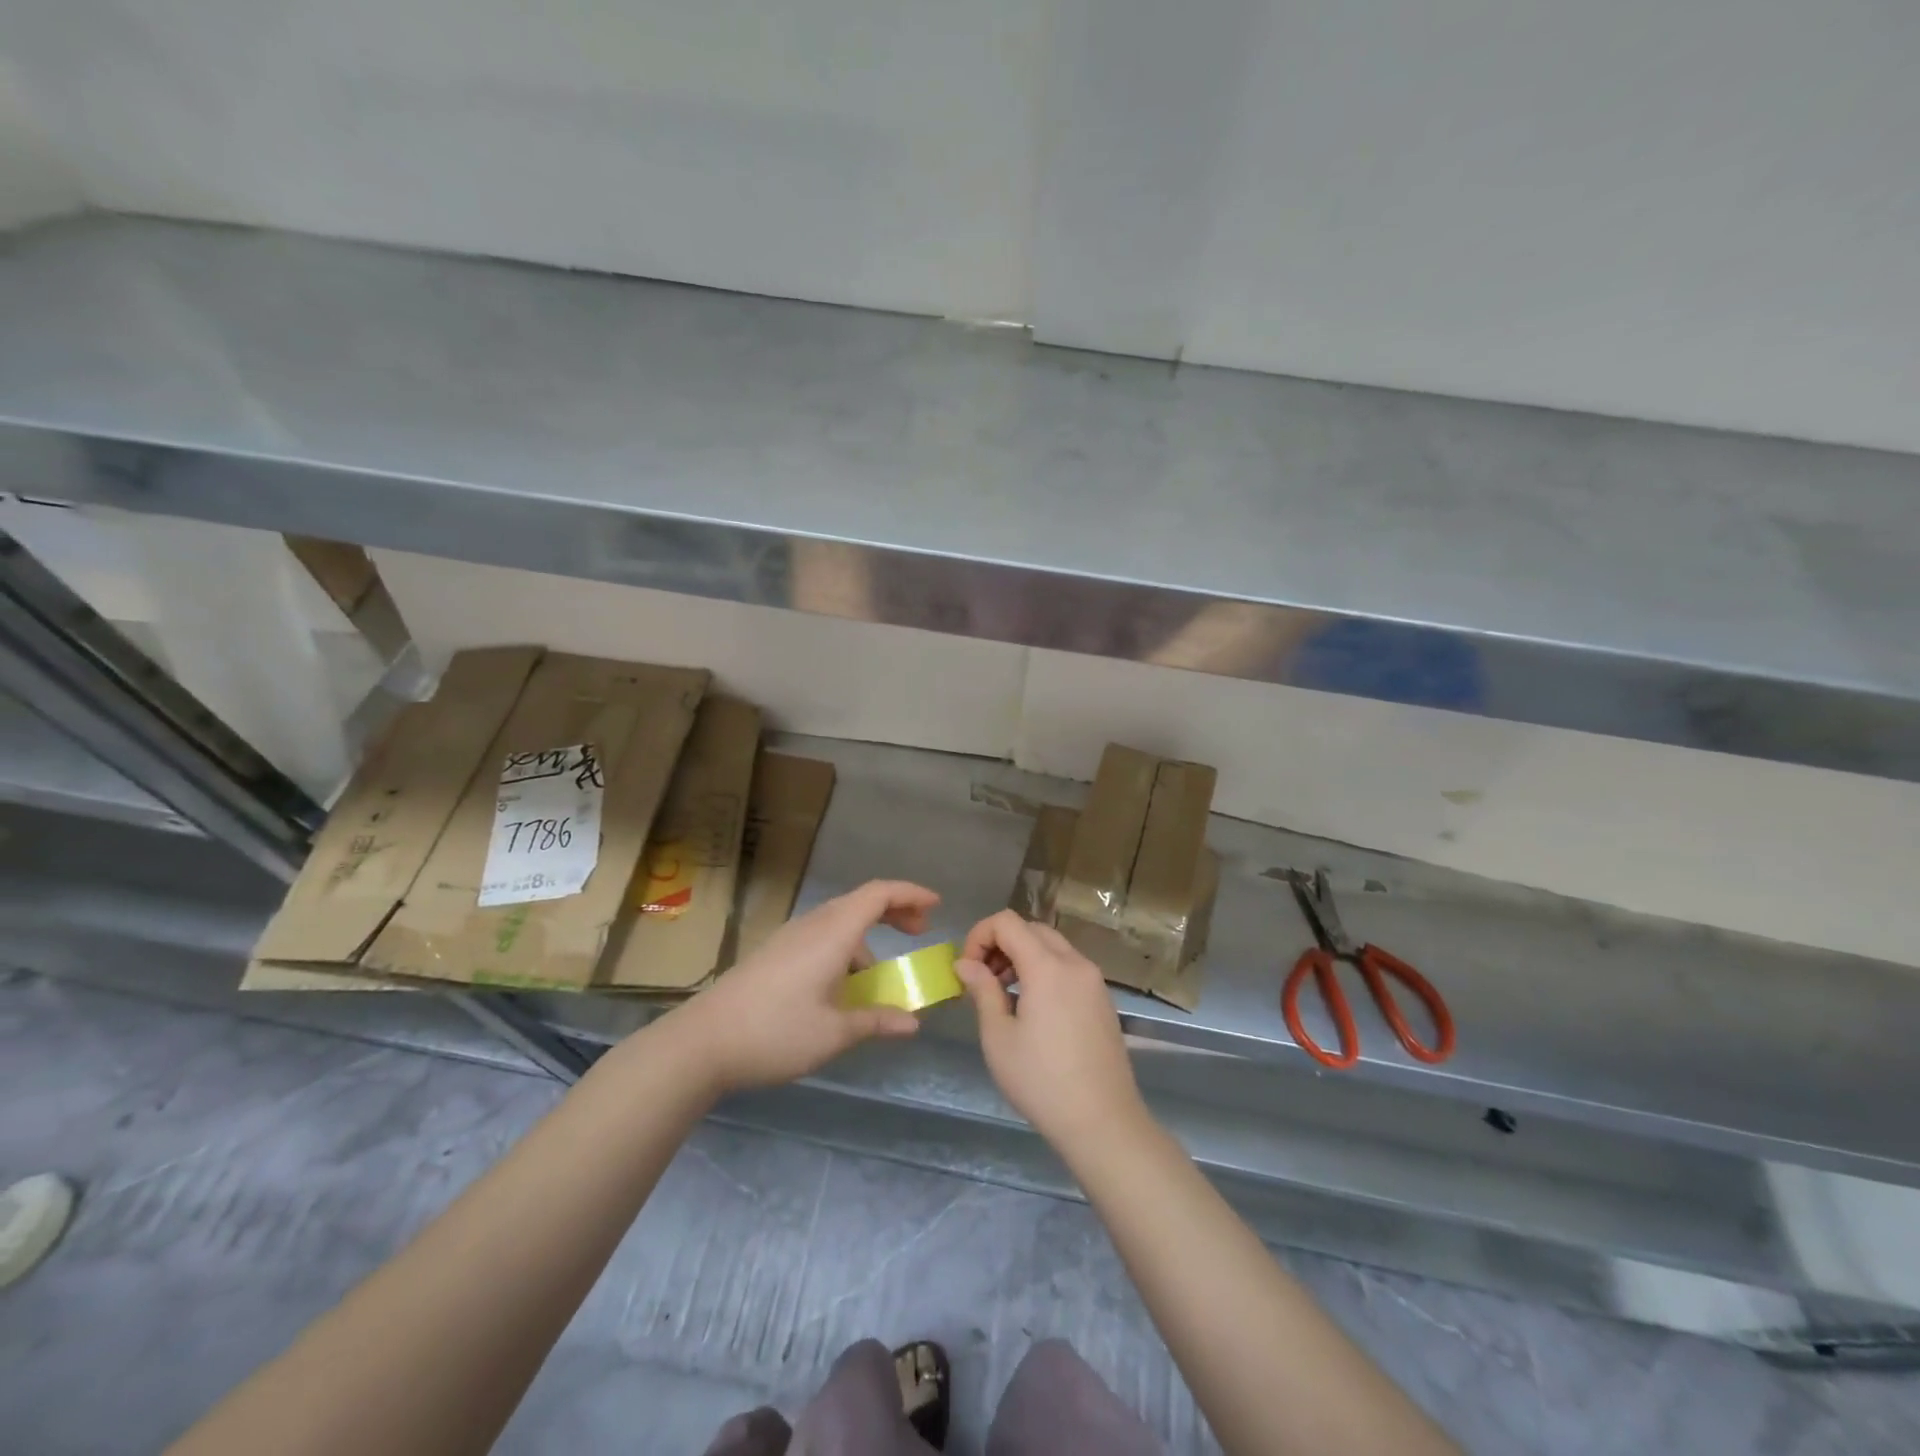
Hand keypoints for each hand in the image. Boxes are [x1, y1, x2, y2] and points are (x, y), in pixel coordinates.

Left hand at [666, 880, 936, 1092]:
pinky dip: (845, 948)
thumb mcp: (834, 1033)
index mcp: (832, 933)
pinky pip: (821, 936)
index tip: (936, 906)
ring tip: (879, 976)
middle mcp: (812, 925)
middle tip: (919, 932)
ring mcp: (790, 937)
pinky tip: (841, 987)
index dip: (910, 893)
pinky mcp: (775, 953)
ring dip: (868, 935)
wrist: (701, 1042)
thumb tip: (913, 1023)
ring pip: (839, 921)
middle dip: (895, 912)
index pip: (878, 894)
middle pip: (861, 902)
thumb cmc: (774, 1032)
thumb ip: (876, 1021)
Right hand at [955, 911, 1146, 1149]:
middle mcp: (1075, 963)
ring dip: (1023, 955)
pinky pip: (1068, 966)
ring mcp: (1094, 980)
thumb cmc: (1041, 1081)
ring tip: (1004, 994)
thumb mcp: (999, 1037)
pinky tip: (1033, 1008)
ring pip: (1052, 946)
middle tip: (983, 979)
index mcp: (1048, 966)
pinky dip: (1045, 970)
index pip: (1007, 922)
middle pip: (1031, 929)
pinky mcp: (1103, 999)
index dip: (979, 935)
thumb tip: (965, 963)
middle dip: (1001, 943)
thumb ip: (982, 990)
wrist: (1103, 1122)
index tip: (967, 968)